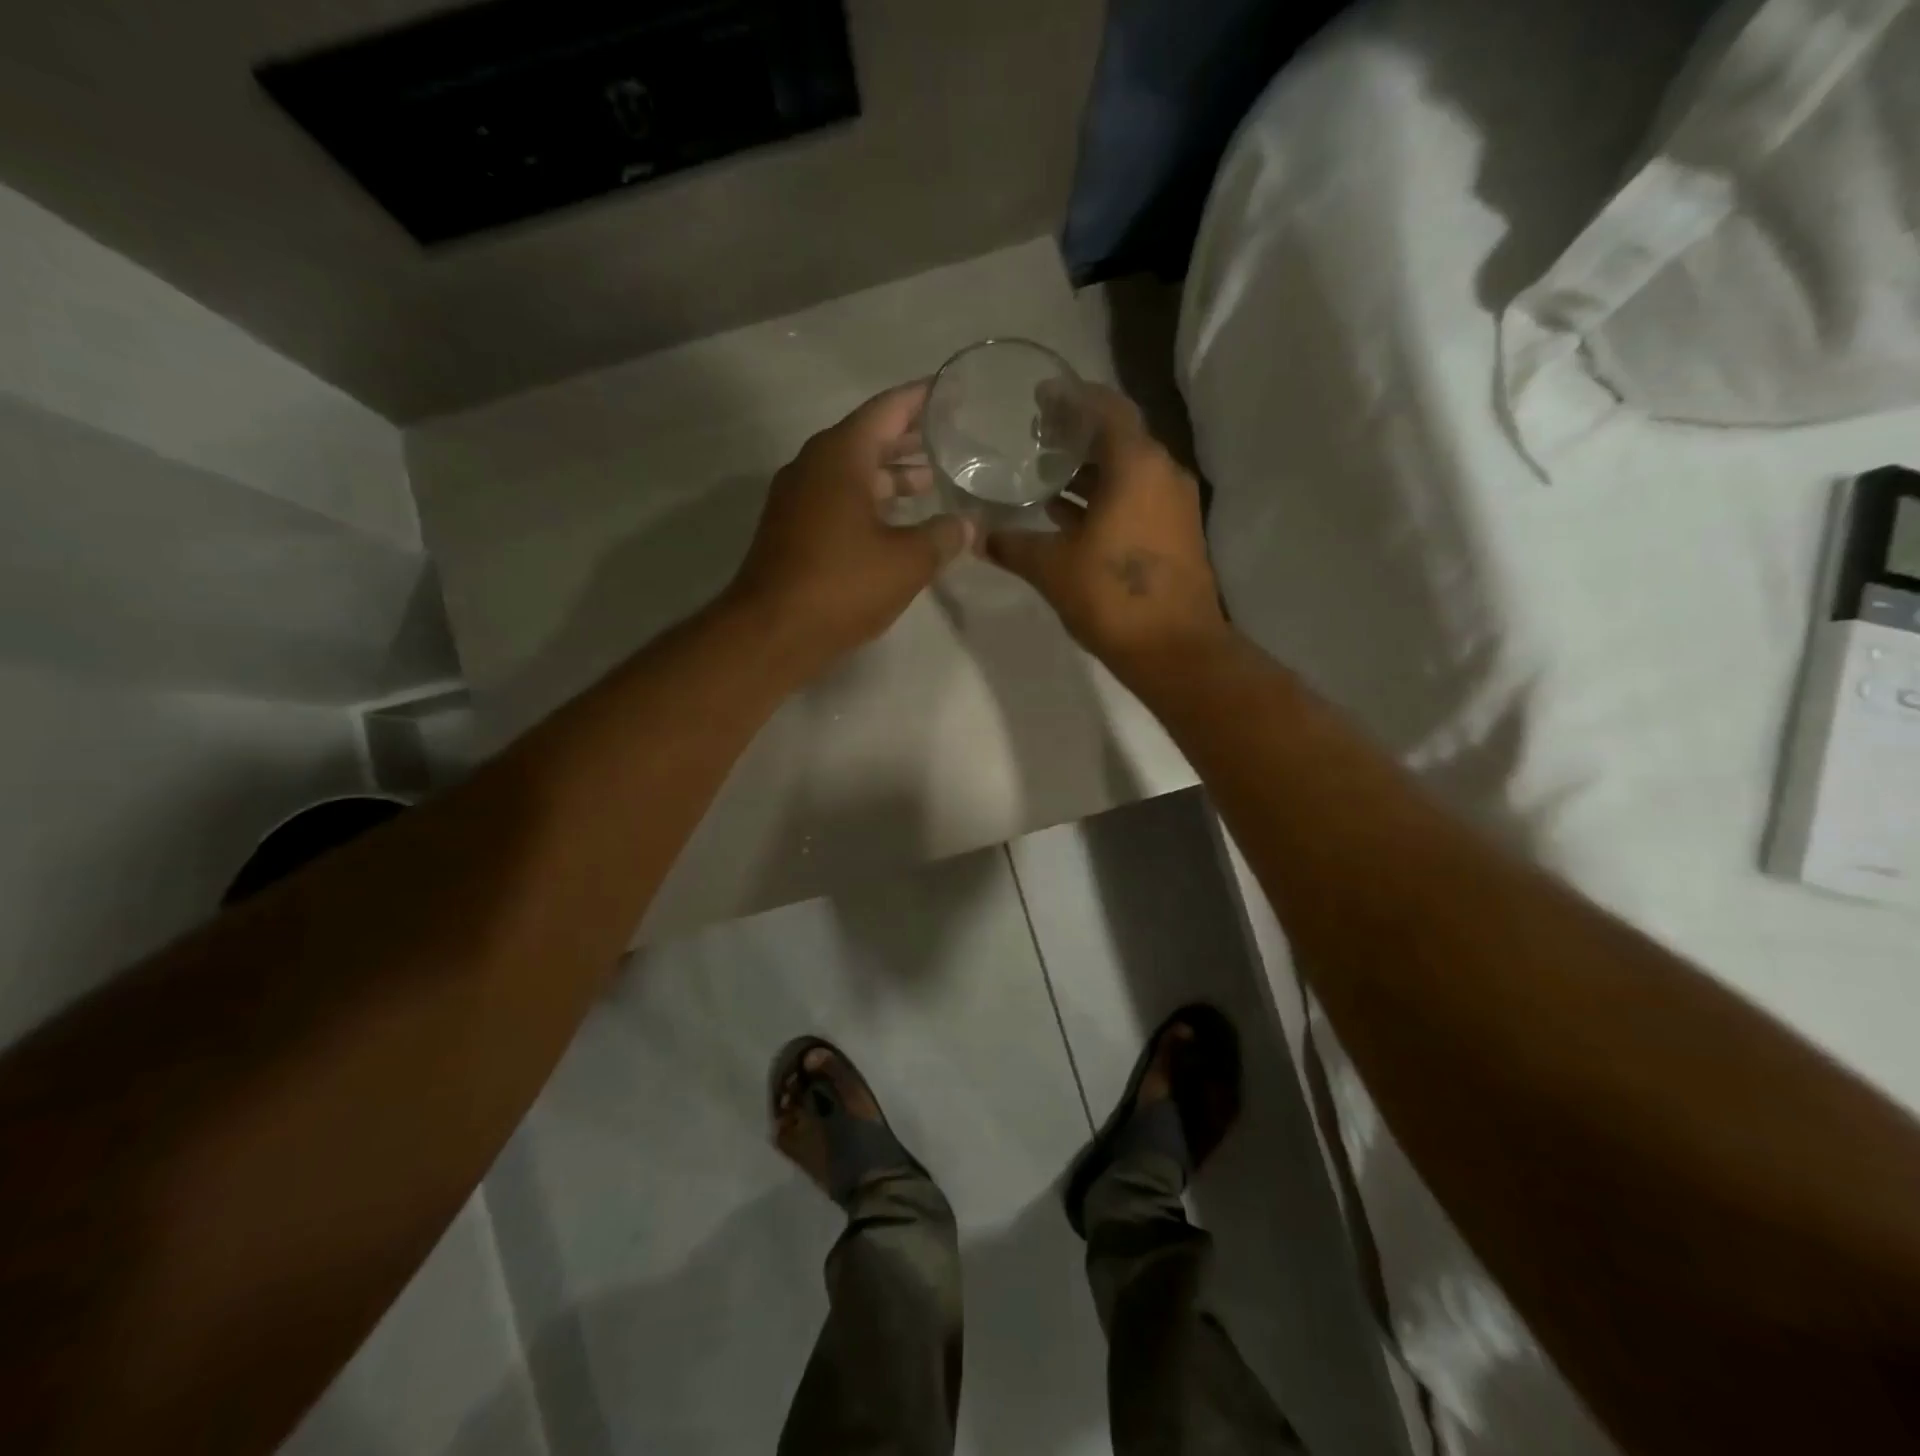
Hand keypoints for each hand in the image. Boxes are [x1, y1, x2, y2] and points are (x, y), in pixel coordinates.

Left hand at [727, 382, 971, 672]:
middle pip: (867, 437)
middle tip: (950, 436)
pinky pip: (838, 498)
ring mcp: (797, 499)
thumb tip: (967, 525)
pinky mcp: (792, 529)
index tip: (951, 391)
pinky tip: (896, 520)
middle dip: (908, 438)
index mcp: (840, 456)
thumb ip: (942, 537)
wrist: (772, 632)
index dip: (921, 399)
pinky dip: (870, 500)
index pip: (887, 410)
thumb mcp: (907, 562)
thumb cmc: (841, 586)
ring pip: (852, 472)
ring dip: (890, 474)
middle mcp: (813, 466)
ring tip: (931, 479)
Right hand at [983, 384, 1226, 671]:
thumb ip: (1013, 545)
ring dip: (1090, 470)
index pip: (1105, 408)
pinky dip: (1105, 497)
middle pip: (1119, 437)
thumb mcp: (1052, 568)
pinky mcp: (1176, 533)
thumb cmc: (1112, 597)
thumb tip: (976, 536)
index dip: (1071, 397)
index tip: (1040, 397)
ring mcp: (1174, 505)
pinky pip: (1137, 498)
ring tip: (1046, 474)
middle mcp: (1163, 473)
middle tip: (1035, 437)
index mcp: (1136, 465)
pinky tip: (1070, 514)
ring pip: (1128, 471)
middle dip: (1077, 434)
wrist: (1175, 650)